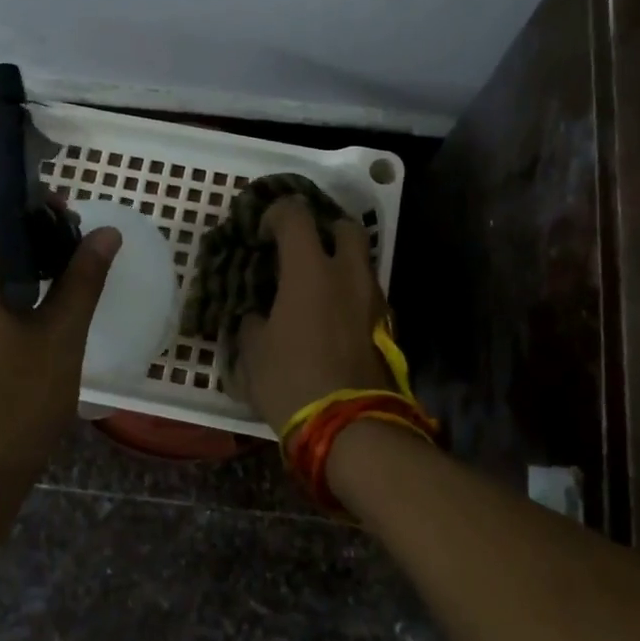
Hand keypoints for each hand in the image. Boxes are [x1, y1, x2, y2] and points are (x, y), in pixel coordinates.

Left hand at [0, 183, 119, 486]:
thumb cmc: (15, 405)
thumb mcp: (61, 338)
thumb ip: (83, 279)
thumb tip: (106, 233)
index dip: (21, 191)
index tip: (63, 206)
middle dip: (30, 227)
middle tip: (77, 246)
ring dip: (21, 260)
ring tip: (66, 280)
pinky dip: (5, 288)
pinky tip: (39, 315)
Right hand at [235, 196, 393, 434]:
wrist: (350, 426)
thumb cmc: (292, 380)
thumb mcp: (253, 352)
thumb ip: (252, 322)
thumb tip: (257, 315)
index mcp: (310, 270)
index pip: (296, 215)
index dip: (276, 214)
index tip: (263, 233)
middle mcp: (347, 274)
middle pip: (345, 227)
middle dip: (323, 230)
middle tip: (302, 250)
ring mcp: (373, 299)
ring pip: (362, 261)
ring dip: (341, 263)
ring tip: (316, 288)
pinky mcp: (386, 325)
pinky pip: (367, 293)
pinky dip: (350, 294)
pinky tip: (332, 318)